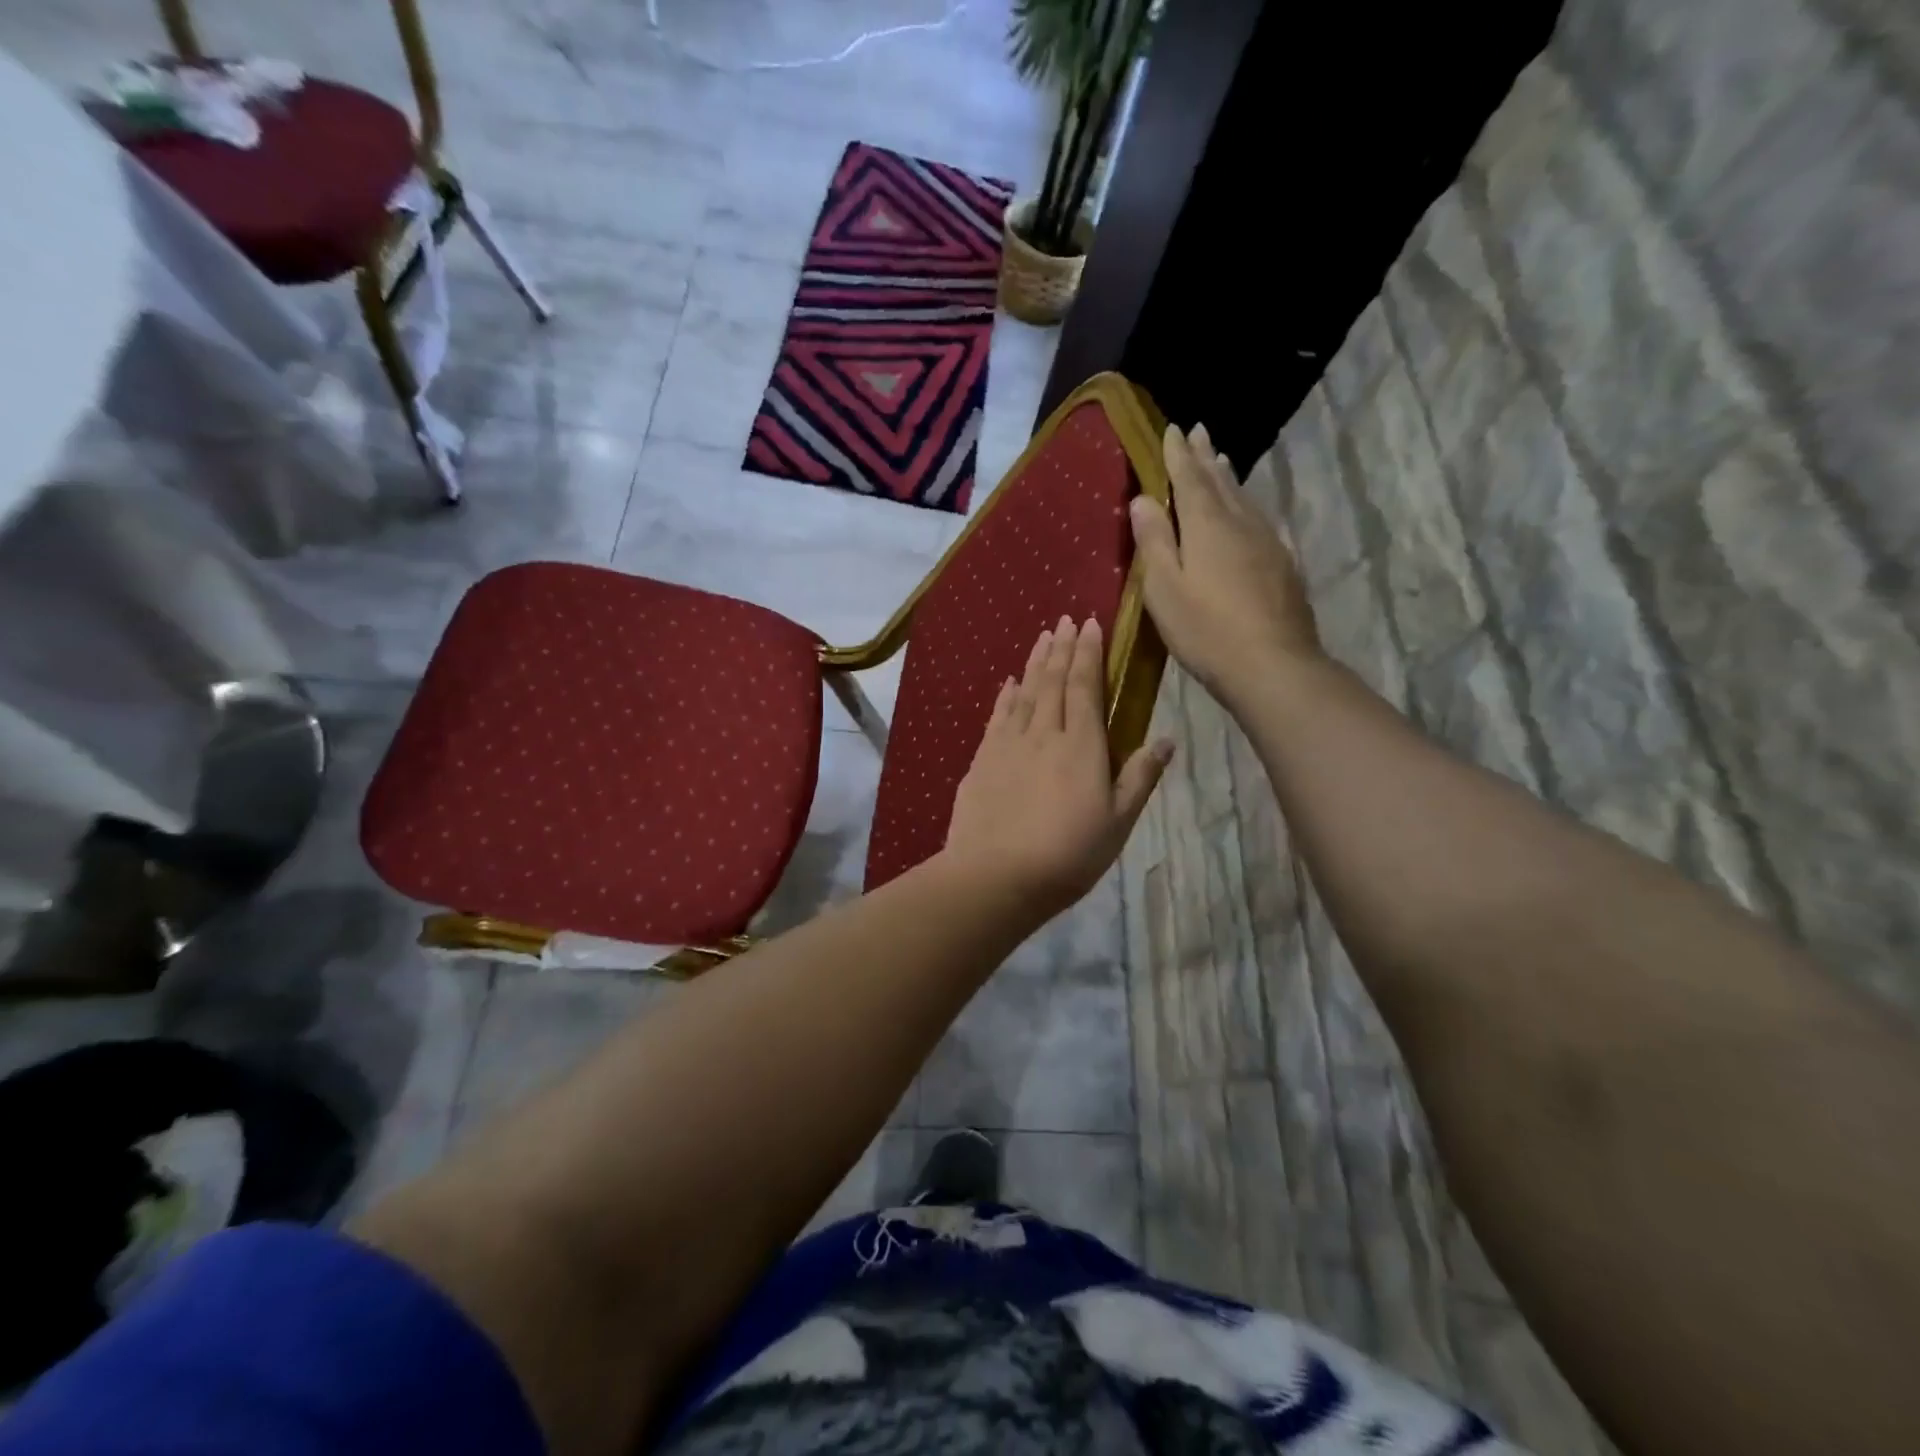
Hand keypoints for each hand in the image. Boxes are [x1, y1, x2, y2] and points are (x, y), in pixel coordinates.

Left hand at [943, 616, 1172, 913]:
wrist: (995, 875)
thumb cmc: (1068, 855)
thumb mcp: (1118, 822)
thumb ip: (1139, 777)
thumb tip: (1165, 739)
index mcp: (1081, 745)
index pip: (1086, 687)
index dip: (1089, 654)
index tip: (1091, 624)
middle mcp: (1044, 733)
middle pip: (1054, 681)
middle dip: (1063, 648)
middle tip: (1066, 620)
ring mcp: (1008, 744)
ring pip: (1025, 692)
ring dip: (1035, 663)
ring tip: (1043, 637)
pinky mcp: (982, 759)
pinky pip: (998, 716)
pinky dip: (1006, 696)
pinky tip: (1009, 683)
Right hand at [1129, 423, 1322, 706]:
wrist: (1273, 665)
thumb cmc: (1206, 629)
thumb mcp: (1164, 588)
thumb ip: (1154, 541)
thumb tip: (1143, 499)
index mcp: (1208, 526)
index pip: (1190, 479)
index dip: (1179, 455)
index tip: (1172, 430)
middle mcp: (1241, 524)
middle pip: (1221, 482)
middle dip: (1206, 457)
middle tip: (1199, 432)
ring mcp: (1268, 543)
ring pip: (1244, 499)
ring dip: (1228, 478)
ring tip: (1221, 461)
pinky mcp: (1283, 566)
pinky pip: (1259, 521)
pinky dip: (1246, 506)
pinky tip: (1248, 514)